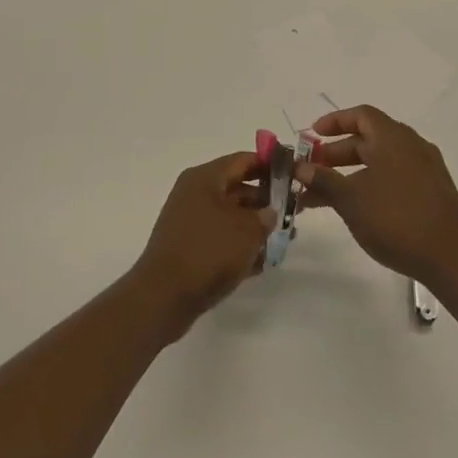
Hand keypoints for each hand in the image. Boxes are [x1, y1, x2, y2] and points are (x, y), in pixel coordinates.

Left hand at [130, 153, 276, 339]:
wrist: (163, 297)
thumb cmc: (208, 252)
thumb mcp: (247, 230)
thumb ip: (265, 217)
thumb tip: (269, 213)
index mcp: (205, 178)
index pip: (243, 160)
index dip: (270, 165)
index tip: (294, 175)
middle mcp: (195, 193)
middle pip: (238, 188)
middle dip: (266, 200)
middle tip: (294, 211)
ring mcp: (190, 221)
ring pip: (231, 216)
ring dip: (256, 226)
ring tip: (284, 239)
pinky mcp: (189, 247)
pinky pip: (221, 238)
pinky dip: (240, 245)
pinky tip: (262, 262)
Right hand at [300, 106, 457, 286]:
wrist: (452, 258)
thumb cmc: (396, 219)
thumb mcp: (351, 200)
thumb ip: (323, 180)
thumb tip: (299, 166)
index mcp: (393, 138)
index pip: (361, 115)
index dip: (334, 121)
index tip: (312, 135)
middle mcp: (411, 146)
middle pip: (369, 139)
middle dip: (336, 153)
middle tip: (311, 171)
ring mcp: (425, 169)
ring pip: (380, 161)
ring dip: (350, 173)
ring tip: (324, 196)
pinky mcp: (432, 192)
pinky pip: (394, 177)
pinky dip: (371, 184)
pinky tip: (356, 208)